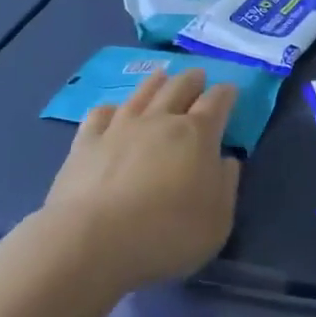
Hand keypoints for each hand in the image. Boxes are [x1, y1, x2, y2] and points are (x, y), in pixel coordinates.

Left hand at [42, 68, 242, 292]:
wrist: (94, 241)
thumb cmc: (168, 233)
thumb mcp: (218, 220)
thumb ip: (226, 185)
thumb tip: (226, 160)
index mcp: (197, 135)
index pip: (217, 103)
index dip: (226, 94)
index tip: (230, 91)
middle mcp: (159, 120)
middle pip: (179, 88)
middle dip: (192, 80)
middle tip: (198, 76)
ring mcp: (119, 128)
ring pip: (141, 93)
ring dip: (155, 82)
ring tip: (162, 76)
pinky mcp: (85, 143)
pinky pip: (99, 115)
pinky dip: (111, 109)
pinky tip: (112, 111)